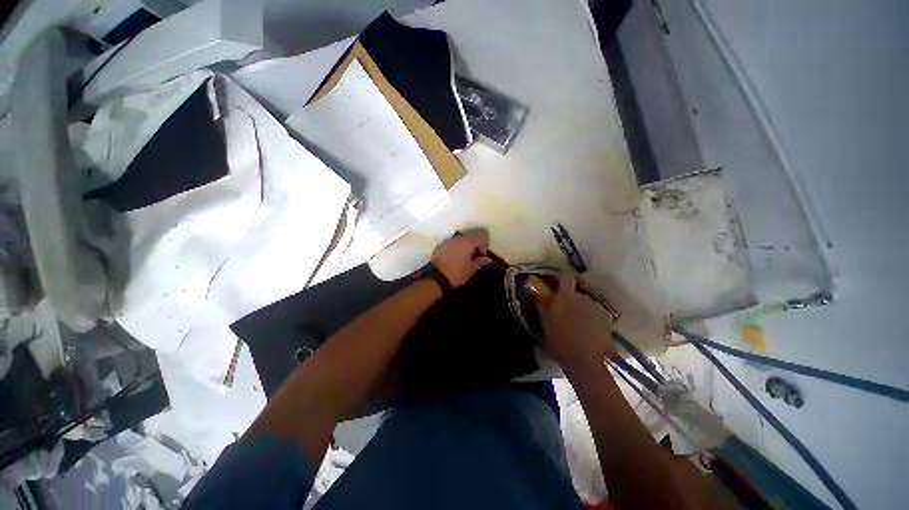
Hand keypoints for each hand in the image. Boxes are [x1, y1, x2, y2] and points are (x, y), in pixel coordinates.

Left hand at [431, 232, 492, 287]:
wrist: (437, 278)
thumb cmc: (457, 273)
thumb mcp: (471, 269)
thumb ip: (480, 262)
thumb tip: (488, 259)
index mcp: (467, 242)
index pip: (480, 238)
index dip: (484, 247)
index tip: (481, 257)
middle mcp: (457, 238)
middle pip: (471, 237)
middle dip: (475, 246)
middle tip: (475, 257)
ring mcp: (448, 241)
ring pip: (461, 240)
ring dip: (466, 247)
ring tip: (465, 258)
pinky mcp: (441, 246)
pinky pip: (453, 244)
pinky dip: (457, 249)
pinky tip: (456, 259)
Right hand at [539, 275, 614, 365]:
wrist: (586, 360)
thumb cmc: (560, 340)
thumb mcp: (546, 323)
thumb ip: (544, 306)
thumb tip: (540, 295)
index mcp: (566, 296)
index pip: (565, 277)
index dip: (561, 279)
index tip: (557, 285)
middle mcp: (583, 297)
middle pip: (576, 293)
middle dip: (571, 300)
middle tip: (565, 313)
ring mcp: (597, 307)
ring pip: (586, 304)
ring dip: (582, 310)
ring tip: (578, 325)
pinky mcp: (607, 319)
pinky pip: (596, 313)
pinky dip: (592, 318)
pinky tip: (588, 332)